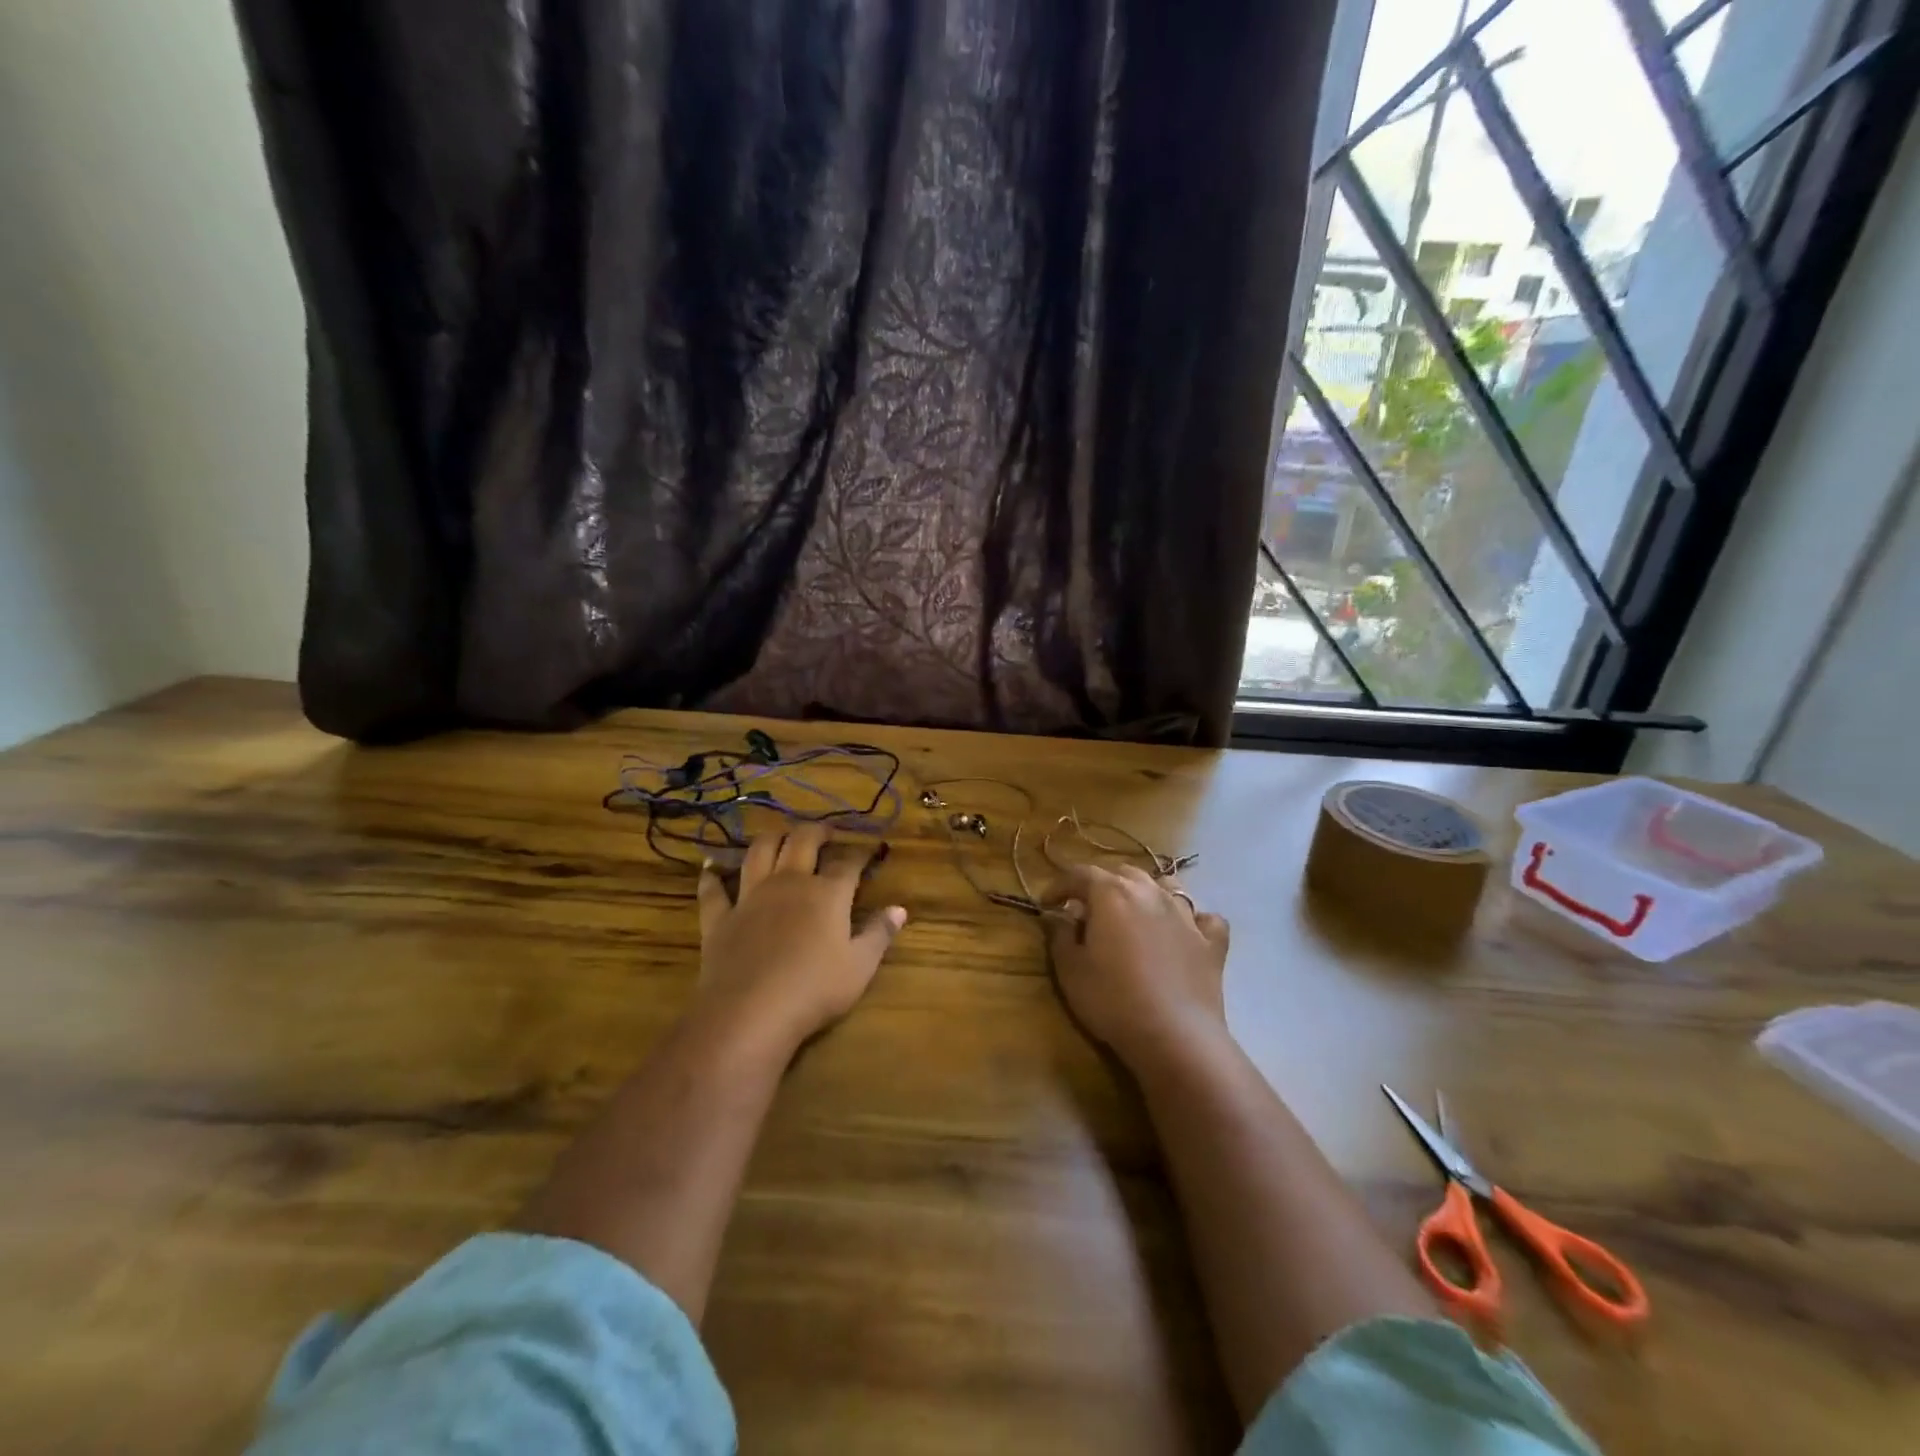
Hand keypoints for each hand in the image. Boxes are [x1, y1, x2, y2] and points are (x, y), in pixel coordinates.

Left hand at [693, 825, 906, 1060]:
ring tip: (779, 836)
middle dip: (816, 831)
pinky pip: (713, 890)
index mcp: (827, 893)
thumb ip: (880, 933)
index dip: (860, 853)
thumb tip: (900, 908)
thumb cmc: (814, 989)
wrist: (751, 1012)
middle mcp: (789, 883)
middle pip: (802, 842)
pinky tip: (711, 866)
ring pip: (759, 852)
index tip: (870, 849)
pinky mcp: (720, 917)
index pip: (847, 863)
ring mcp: (750, 897)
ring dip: (770, 839)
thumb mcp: (860, 966)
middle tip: (825, 832)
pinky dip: (712, 875)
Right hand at [1046, 864, 1230, 1073]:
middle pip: (1122, 874)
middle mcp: (1150, 892)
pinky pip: (1204, 918)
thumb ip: (1060, 935)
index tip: (1047, 903)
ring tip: (1135, 915)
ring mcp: (1185, 914)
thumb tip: (1059, 916)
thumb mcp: (1070, 970)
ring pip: (1165, 886)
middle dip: (1101, 886)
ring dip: (1145, 894)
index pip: (1080, 874)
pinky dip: (1192, 920)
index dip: (1059, 886)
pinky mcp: (1212, 941)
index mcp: (1112, 893)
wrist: (1175, 1036)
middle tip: (1088, 911)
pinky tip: (1184, 933)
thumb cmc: (1112, 1000)